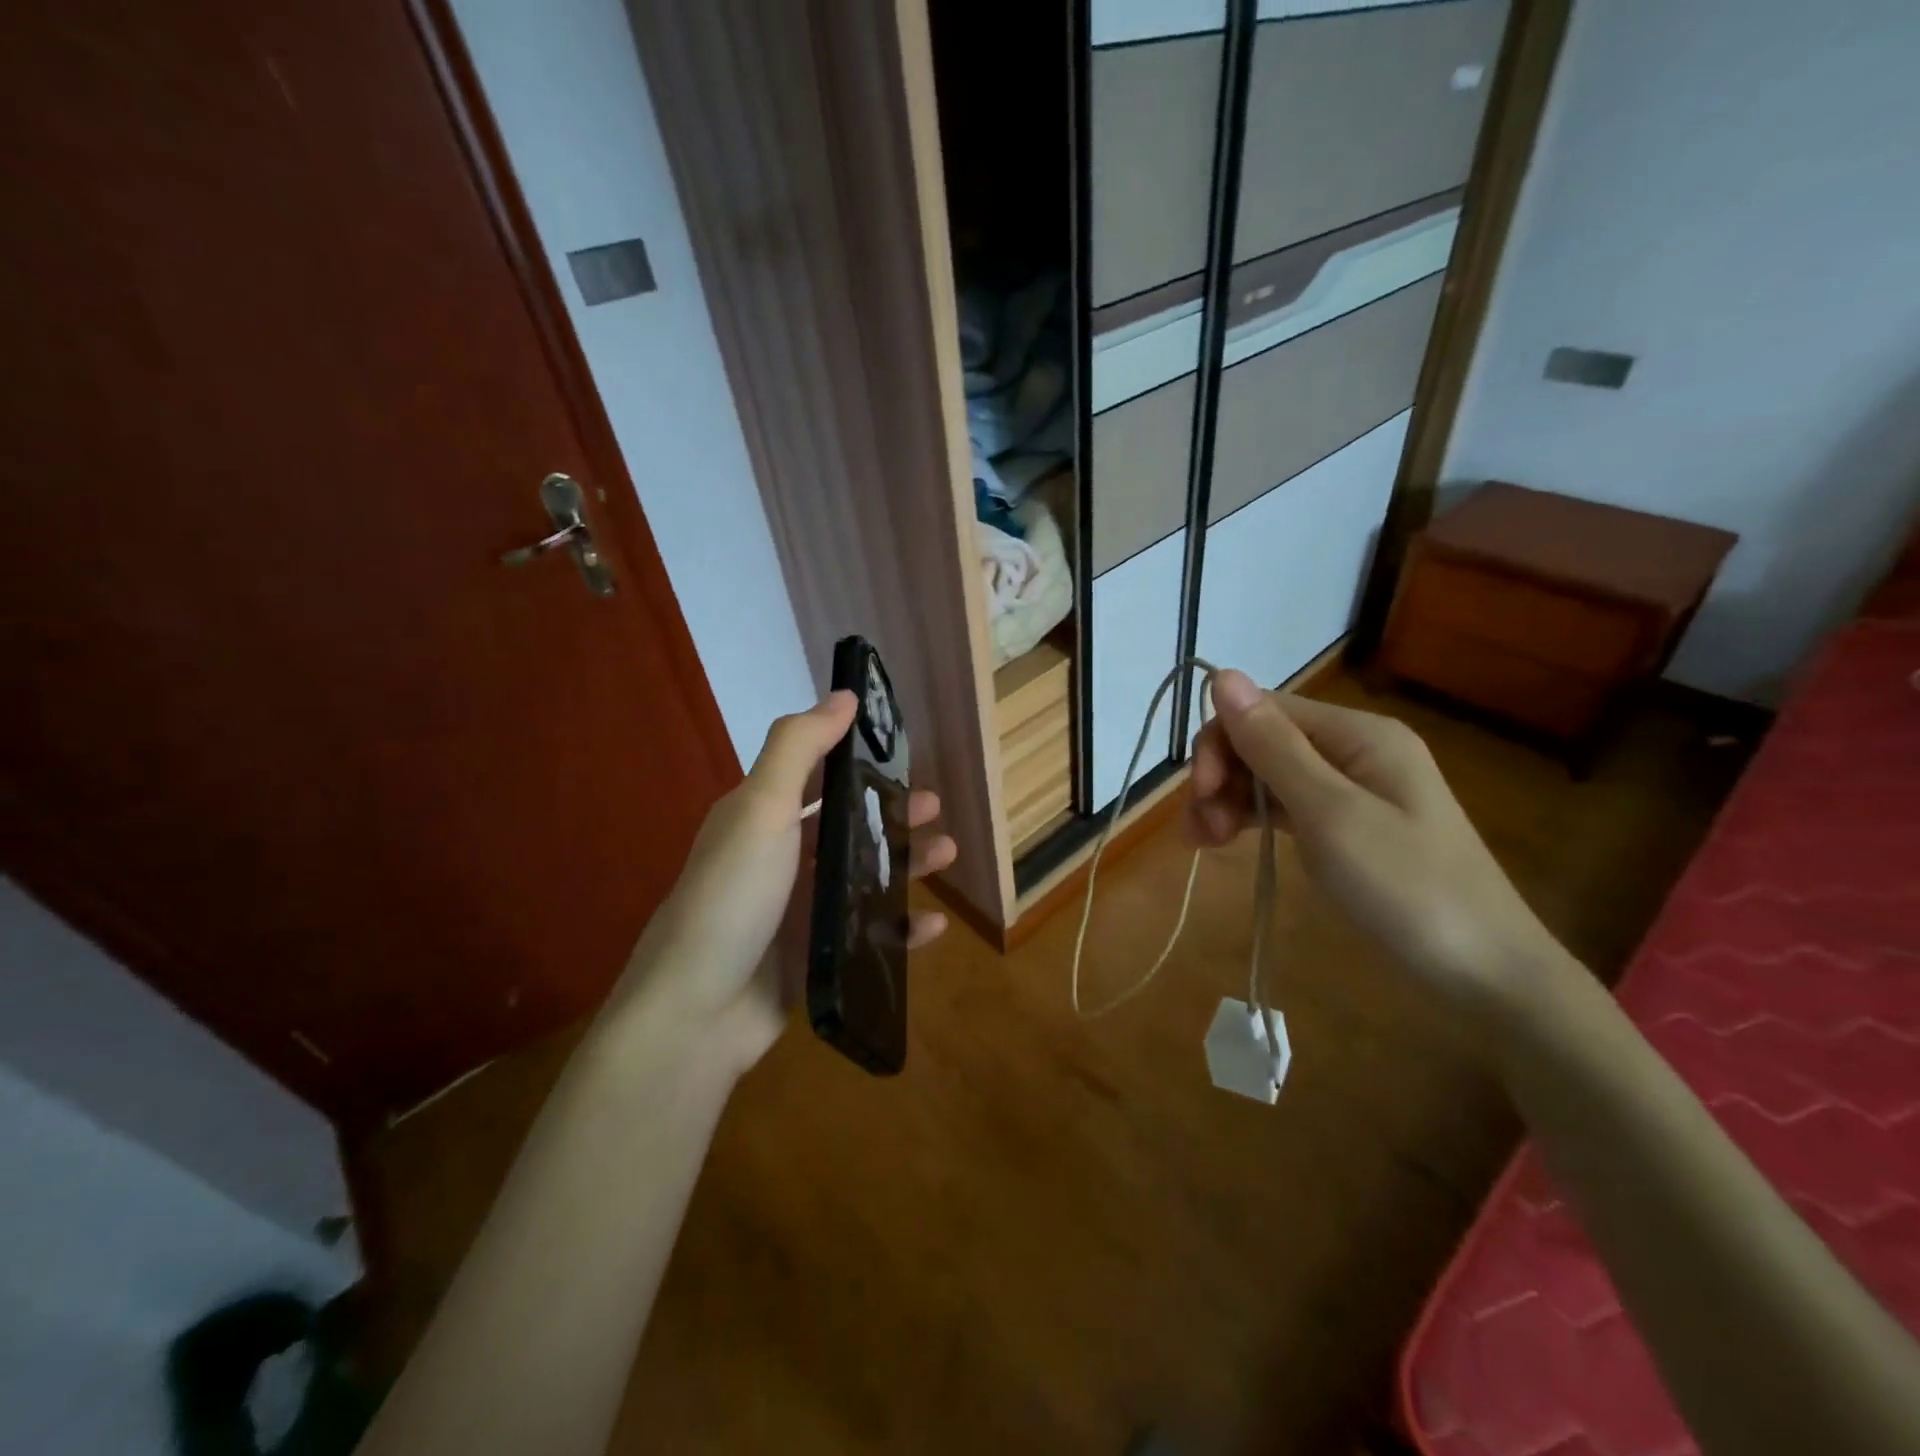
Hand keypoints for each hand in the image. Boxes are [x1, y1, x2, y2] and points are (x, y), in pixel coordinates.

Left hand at [613, 690, 956, 1074]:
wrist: (696, 1014)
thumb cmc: (732, 897)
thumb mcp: (760, 808)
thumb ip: (799, 747)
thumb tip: (845, 694)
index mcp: (761, 818)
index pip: (814, 774)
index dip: (855, 756)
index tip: (901, 748)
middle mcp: (779, 859)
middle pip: (846, 825)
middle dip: (890, 812)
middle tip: (933, 808)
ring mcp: (798, 912)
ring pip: (863, 877)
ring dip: (905, 864)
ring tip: (947, 854)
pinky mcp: (815, 958)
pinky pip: (869, 935)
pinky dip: (901, 927)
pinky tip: (934, 924)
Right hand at [1187, 669, 1564, 1014]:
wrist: (1485, 975)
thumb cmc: (1406, 888)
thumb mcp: (1331, 813)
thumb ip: (1273, 746)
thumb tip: (1222, 675)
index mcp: (1358, 734)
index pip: (1264, 710)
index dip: (1221, 742)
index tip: (1200, 793)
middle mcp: (1353, 750)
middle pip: (1262, 741)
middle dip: (1222, 775)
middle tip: (1201, 830)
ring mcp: (1351, 790)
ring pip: (1267, 775)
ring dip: (1227, 799)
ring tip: (1202, 842)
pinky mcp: (1345, 826)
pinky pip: (1284, 805)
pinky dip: (1250, 818)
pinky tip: (1223, 841)